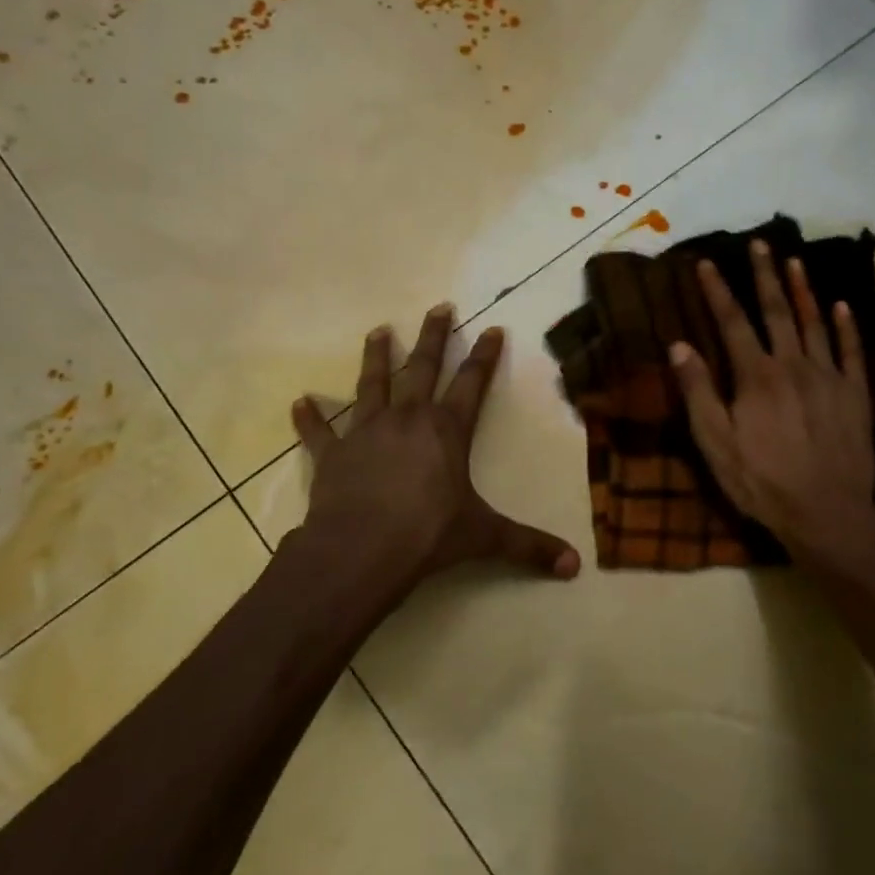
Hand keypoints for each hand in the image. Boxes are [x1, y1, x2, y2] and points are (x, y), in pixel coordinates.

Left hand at [290, 304, 580, 588]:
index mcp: (446, 431)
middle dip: (433, 337)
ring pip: (372, 384)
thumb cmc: (428, 536)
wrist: (361, 550)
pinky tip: (299, 402)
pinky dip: (310, 418)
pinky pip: (319, 432)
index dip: (484, 356)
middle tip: (438, 307)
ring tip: (378, 331)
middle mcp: (407, 419)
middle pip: (422, 367)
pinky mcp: (333, 454)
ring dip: (375, 357)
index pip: (472, 383)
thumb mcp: (485, 538)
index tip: (491, 328)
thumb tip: (576, 567)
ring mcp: (366, 432)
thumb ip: (529, 547)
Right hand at [669, 241, 874, 561]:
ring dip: (803, 290)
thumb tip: (679, 345)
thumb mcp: (716, 444)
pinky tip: (842, 306)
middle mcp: (793, 365)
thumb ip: (699, 392)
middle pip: (777, 312)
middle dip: (765, 276)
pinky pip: (852, 352)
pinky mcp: (855, 395)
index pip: (732, 323)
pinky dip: (846, 327)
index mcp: (756, 377)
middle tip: (760, 244)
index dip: (717, 291)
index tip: (706, 263)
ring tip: (794, 261)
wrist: (827, 514)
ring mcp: (829, 377)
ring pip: (815, 323)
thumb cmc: (762, 482)